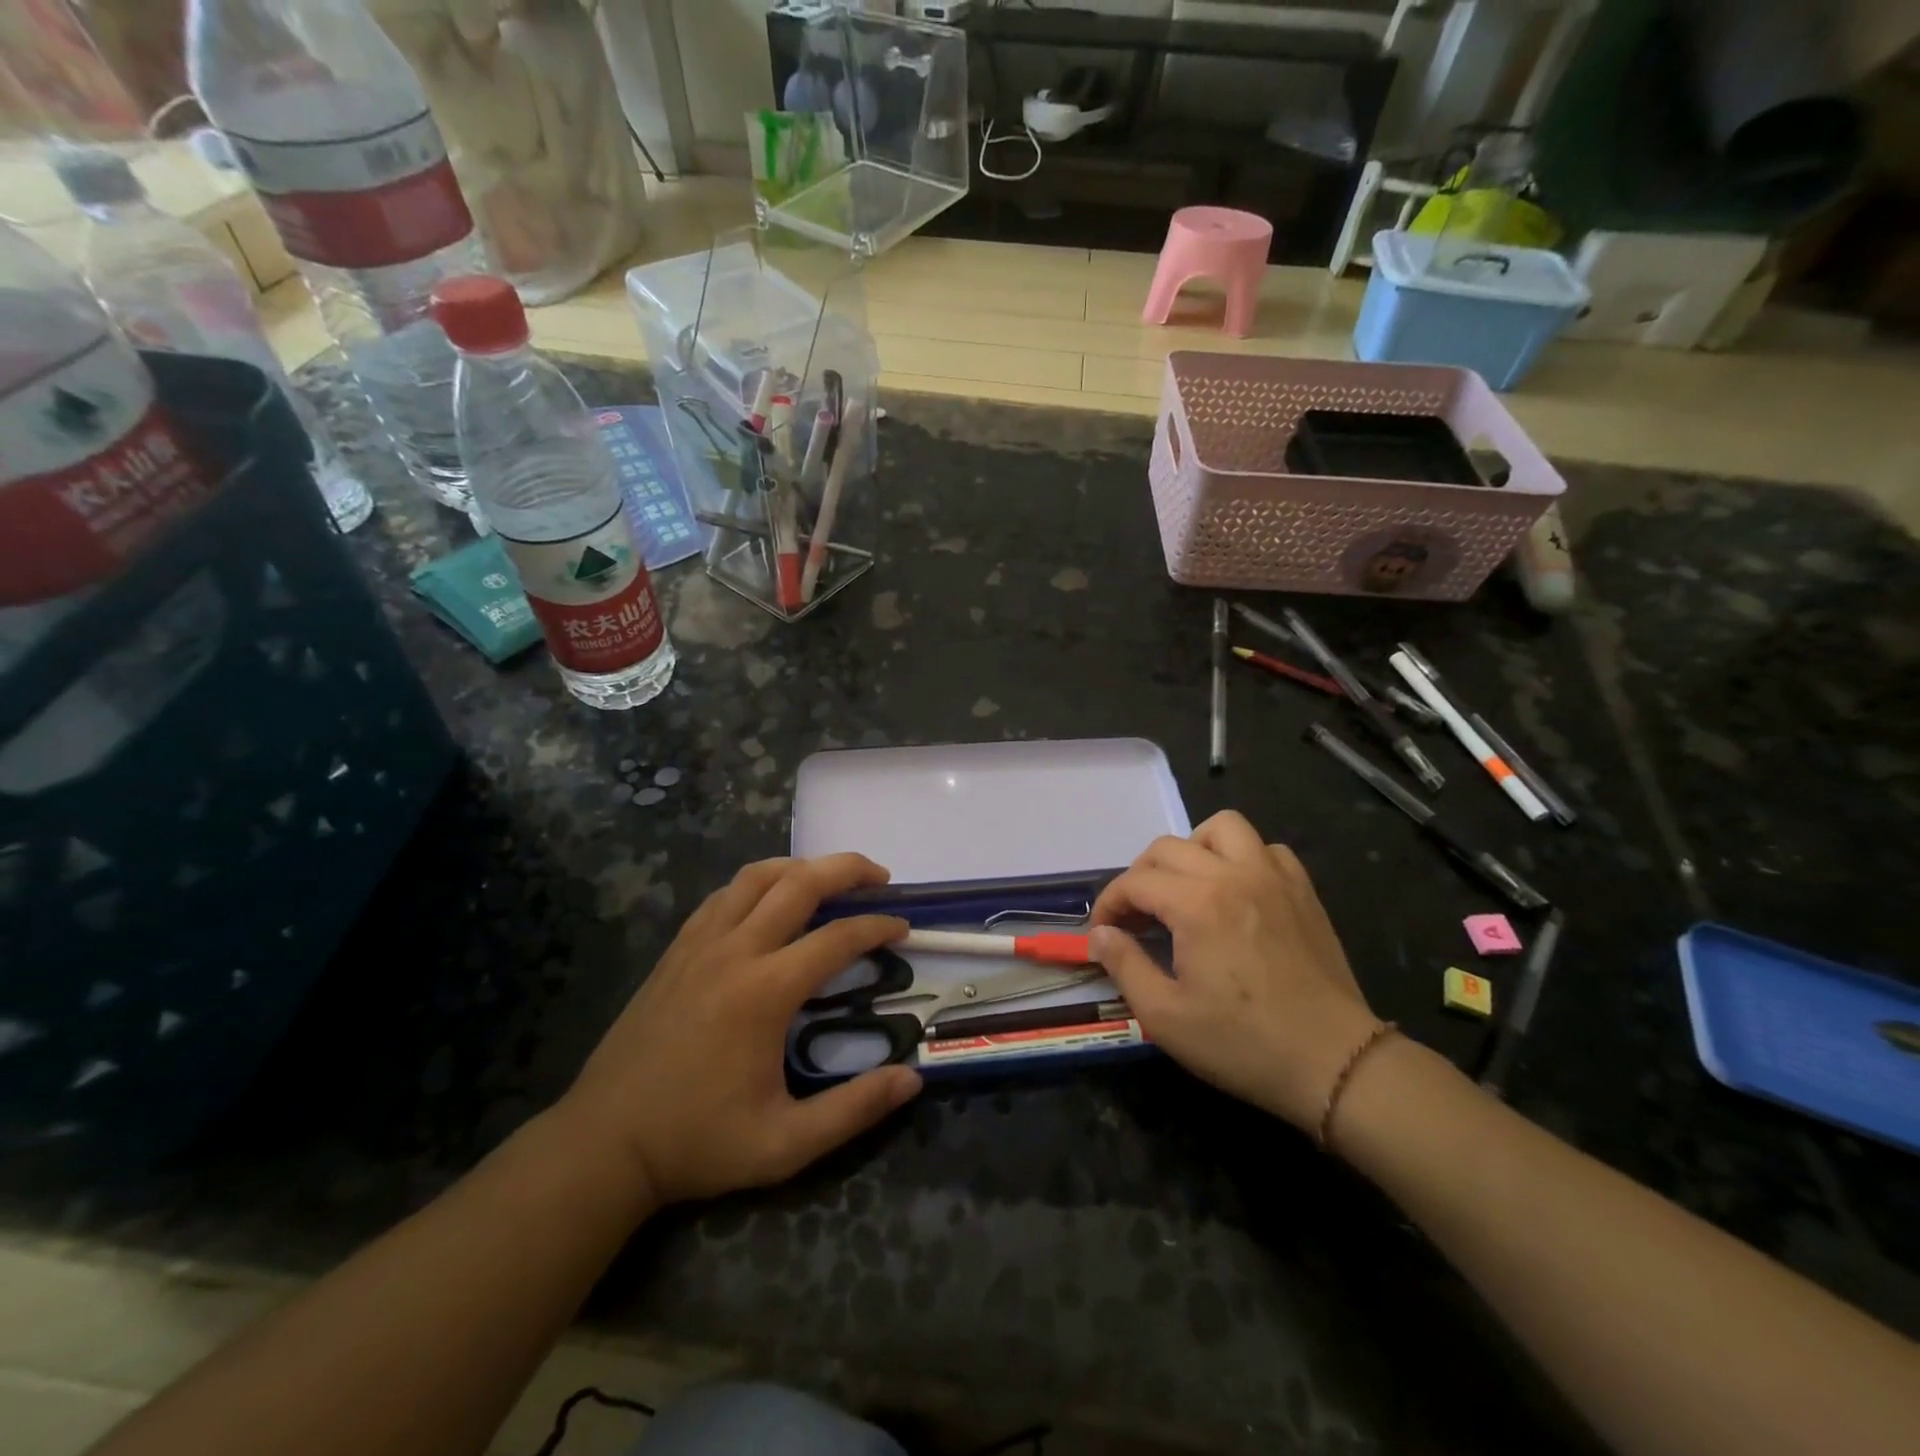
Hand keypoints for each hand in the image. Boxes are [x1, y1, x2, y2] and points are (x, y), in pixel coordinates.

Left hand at [559, 854, 922, 1205]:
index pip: (837, 938)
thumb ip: (854, 1110)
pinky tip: (770, 901)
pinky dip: (758, 883)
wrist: (604, 1143)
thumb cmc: (698, 1141)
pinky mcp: (677, 949)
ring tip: (829, 879)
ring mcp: (700, 944)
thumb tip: (913, 1078)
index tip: (903, 928)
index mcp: (765, 992)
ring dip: (801, 867)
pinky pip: (724, 895)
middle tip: (879, 877)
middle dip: (847, 869)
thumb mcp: (784, 1145)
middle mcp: (734, 951)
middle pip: (799, 882)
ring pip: (757, 876)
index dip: (877, 926)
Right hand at [1088, 812, 1380, 1131]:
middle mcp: (1233, 875)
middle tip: (1136, 916)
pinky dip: (1243, 858)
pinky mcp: (1303, 891)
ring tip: (1186, 887)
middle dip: (1140, 876)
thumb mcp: (1165, 1016)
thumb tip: (1099, 934)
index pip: (1135, 882)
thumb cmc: (1242, 1043)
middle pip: (1168, 847)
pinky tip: (1236, 891)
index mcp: (1197, 904)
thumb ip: (1124, 965)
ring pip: (1223, 828)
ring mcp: (1273, 878)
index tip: (1102, 932)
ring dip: (1193, 849)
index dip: (1109, 904)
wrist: (1333, 1063)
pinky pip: (1267, 849)